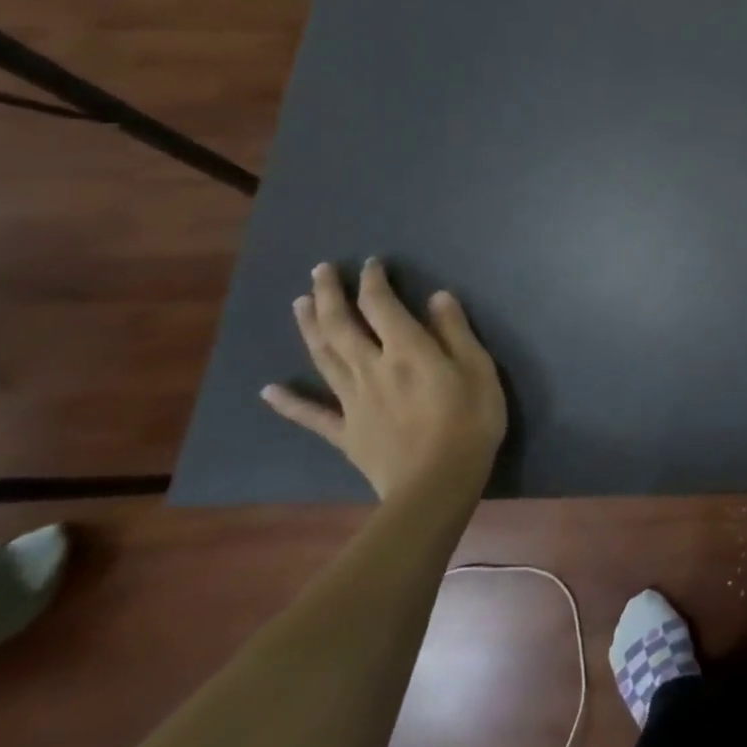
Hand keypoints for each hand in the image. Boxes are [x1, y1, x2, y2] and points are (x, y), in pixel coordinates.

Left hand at [262, 259, 506, 502]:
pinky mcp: (346, 432)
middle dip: (330, 295)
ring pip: (323, 359)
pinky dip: (289, 402)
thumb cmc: (470, 420)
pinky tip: (268, 390)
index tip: (371, 263)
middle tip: (319, 270)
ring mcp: (353, 401)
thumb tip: (436, 296)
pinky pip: (312, 415)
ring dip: (309, 329)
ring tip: (298, 304)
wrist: (438, 483)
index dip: (373, 281)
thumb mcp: (478, 368)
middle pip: (342, 326)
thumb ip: (455, 331)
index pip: (382, 306)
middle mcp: (372, 368)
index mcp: (407, 350)